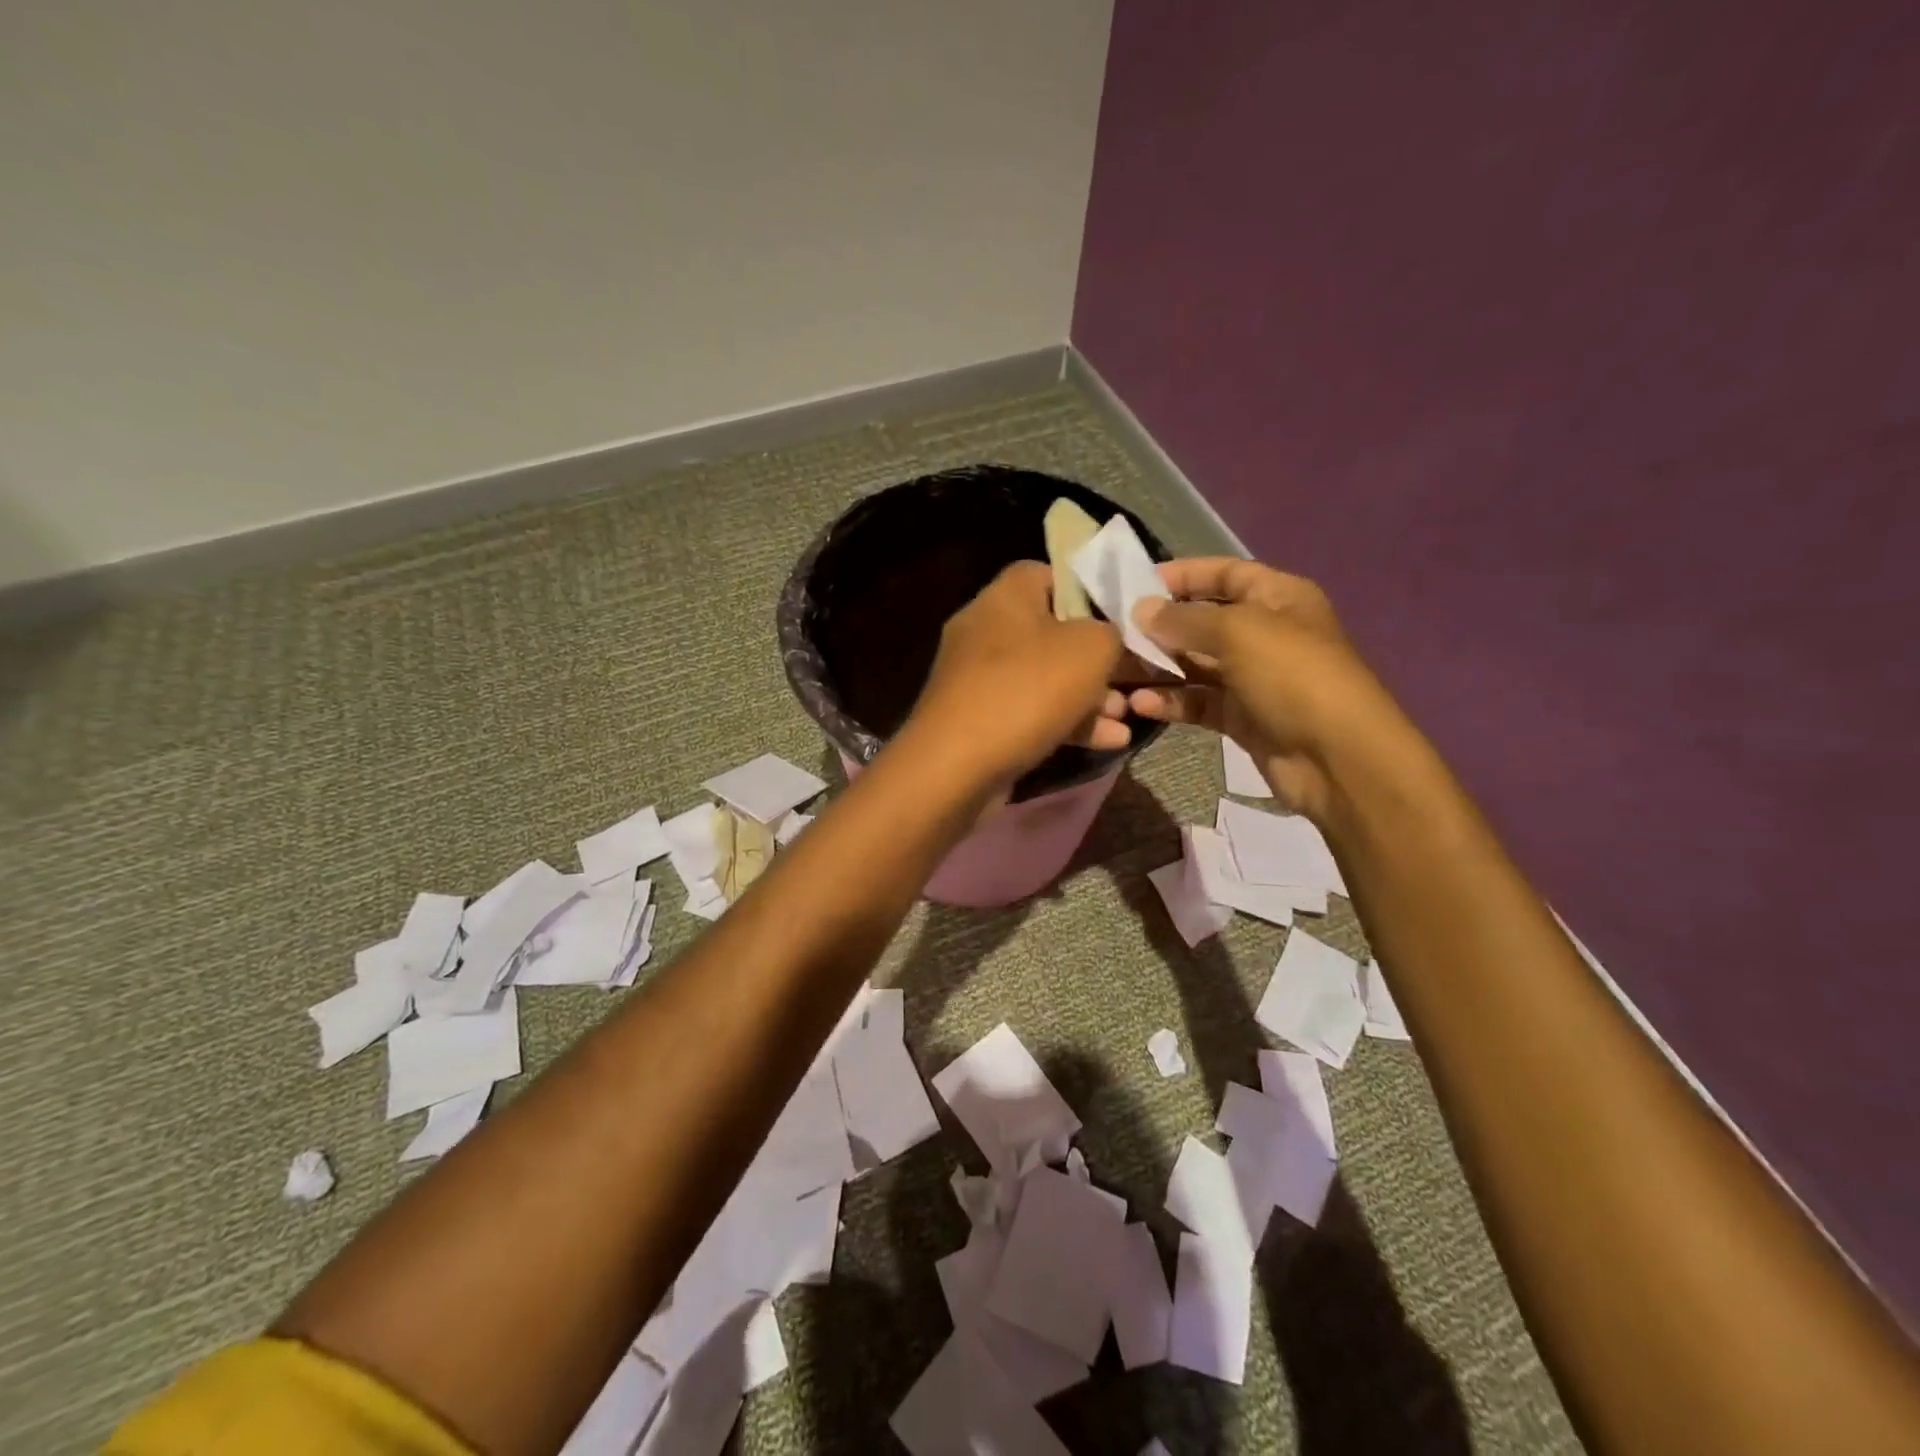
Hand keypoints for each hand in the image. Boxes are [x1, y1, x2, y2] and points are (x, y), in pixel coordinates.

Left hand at [906, 561, 1129, 789]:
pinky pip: (1030, 713)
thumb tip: (1109, 636)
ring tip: (1126, 716)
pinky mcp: (977, 721)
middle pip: (1052, 632)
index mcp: (1005, 596)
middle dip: (1096, 658)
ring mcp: (977, 679)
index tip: (1121, 619)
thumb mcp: (1091, 649)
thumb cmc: (1027, 690)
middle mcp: (985, 630)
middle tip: (1131, 678)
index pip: (1049, 573)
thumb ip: (1112, 632)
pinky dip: (1067, 724)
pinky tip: (1109, 743)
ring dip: (1089, 697)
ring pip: (1044, 678)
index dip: (1089, 592)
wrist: (956, 766)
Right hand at [1128, 558, 1412, 821]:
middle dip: (1161, 626)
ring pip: (1196, 665)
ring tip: (1119, 672)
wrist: (1337, 759)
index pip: (1225, 573)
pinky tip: (1141, 705)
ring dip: (1160, 667)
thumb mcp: (1238, 632)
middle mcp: (1266, 633)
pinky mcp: (1242, 717)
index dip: (1184, 574)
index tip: (1136, 584)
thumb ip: (1184, 618)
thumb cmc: (1292, 676)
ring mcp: (1254, 678)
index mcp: (1278, 598)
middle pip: (1204, 620)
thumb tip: (1140, 610)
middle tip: (1115, 632)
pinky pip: (1199, 702)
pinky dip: (1172, 701)